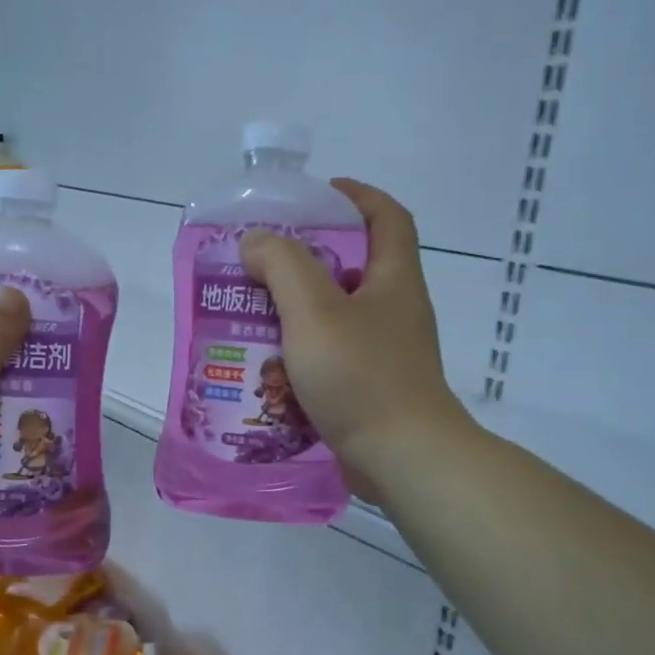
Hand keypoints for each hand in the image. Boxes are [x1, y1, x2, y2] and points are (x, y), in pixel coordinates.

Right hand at [239, 180, 467, 498]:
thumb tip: (257, 241)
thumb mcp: (314, 311)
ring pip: (336, 317)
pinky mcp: (372, 387)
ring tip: (251, 315)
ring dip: (296, 312)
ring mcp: (386, 352)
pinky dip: (302, 355)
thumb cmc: (361, 375)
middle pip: (353, 267)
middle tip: (260, 263)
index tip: (317, 195)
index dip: (356, 196)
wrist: (402, 458)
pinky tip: (268, 368)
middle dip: (306, 260)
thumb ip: (283, 266)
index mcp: (393, 279)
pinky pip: (332, 357)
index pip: (387, 217)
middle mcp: (395, 310)